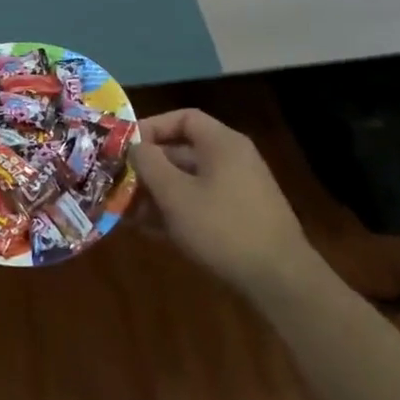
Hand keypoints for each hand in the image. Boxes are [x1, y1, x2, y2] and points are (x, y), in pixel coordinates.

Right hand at [129, 109, 321, 298]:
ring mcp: (239, 190)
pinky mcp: (240, 218)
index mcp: (222, 143)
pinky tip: (150, 231)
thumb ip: (149, 164)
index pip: (183, 119)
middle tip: (119, 184)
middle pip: (182, 152)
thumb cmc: (223, 227)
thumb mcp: (176, 194)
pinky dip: (176, 211)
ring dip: (157, 194)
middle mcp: (232, 160)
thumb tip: (134, 147)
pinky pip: (200, 203)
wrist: (280, 280)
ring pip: (188, 182)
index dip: (151, 128)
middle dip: (148, 169)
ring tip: (127, 213)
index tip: (126, 148)